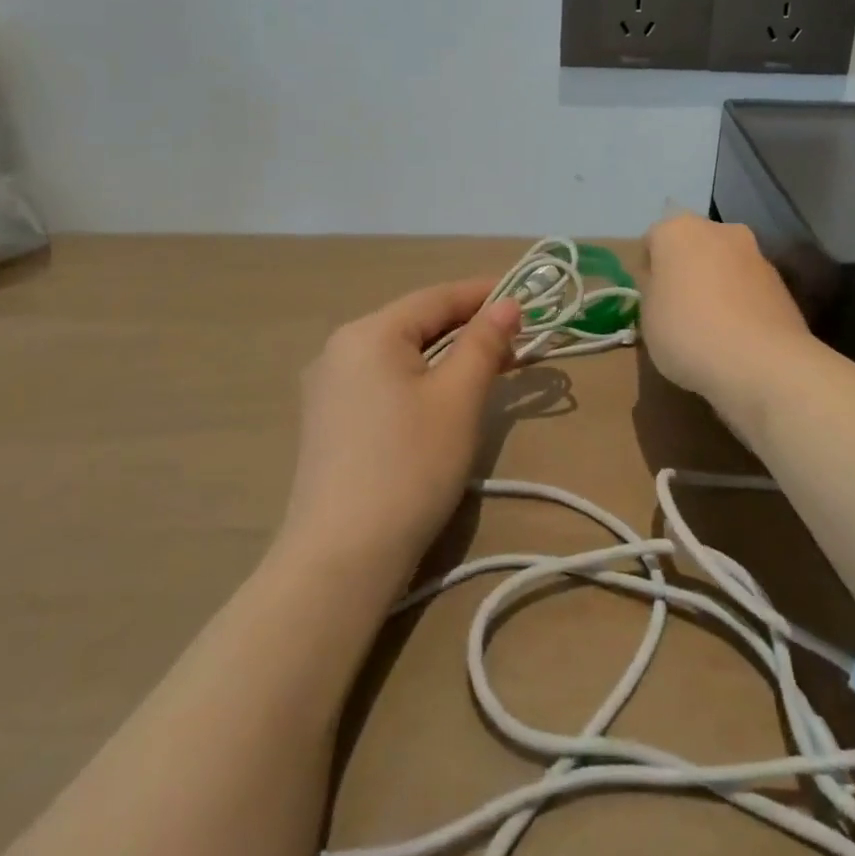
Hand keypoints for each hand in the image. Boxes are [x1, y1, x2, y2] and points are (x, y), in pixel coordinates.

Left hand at [275, 280, 521, 587]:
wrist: (341, 561)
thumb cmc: (409, 467)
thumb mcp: (458, 399)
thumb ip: (484, 342)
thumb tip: (507, 304)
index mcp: (369, 333)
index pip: (437, 297)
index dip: (484, 294)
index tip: (526, 298)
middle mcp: (340, 349)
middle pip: (417, 323)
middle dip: (468, 328)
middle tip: (516, 342)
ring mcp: (328, 387)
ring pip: (401, 354)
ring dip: (447, 356)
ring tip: (489, 369)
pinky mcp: (329, 421)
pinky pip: (384, 381)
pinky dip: (421, 379)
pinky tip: (445, 399)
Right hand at [642, 213, 812, 414]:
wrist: (762, 362)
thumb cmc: (688, 332)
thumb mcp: (647, 316)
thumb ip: (651, 289)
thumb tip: (661, 281)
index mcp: (677, 230)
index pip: (652, 241)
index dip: (648, 271)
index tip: (649, 300)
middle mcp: (718, 229)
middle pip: (692, 246)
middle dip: (685, 270)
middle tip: (678, 309)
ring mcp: (754, 252)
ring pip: (723, 263)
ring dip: (715, 283)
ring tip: (711, 326)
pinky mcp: (780, 279)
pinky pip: (747, 285)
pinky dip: (740, 300)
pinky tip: (737, 334)